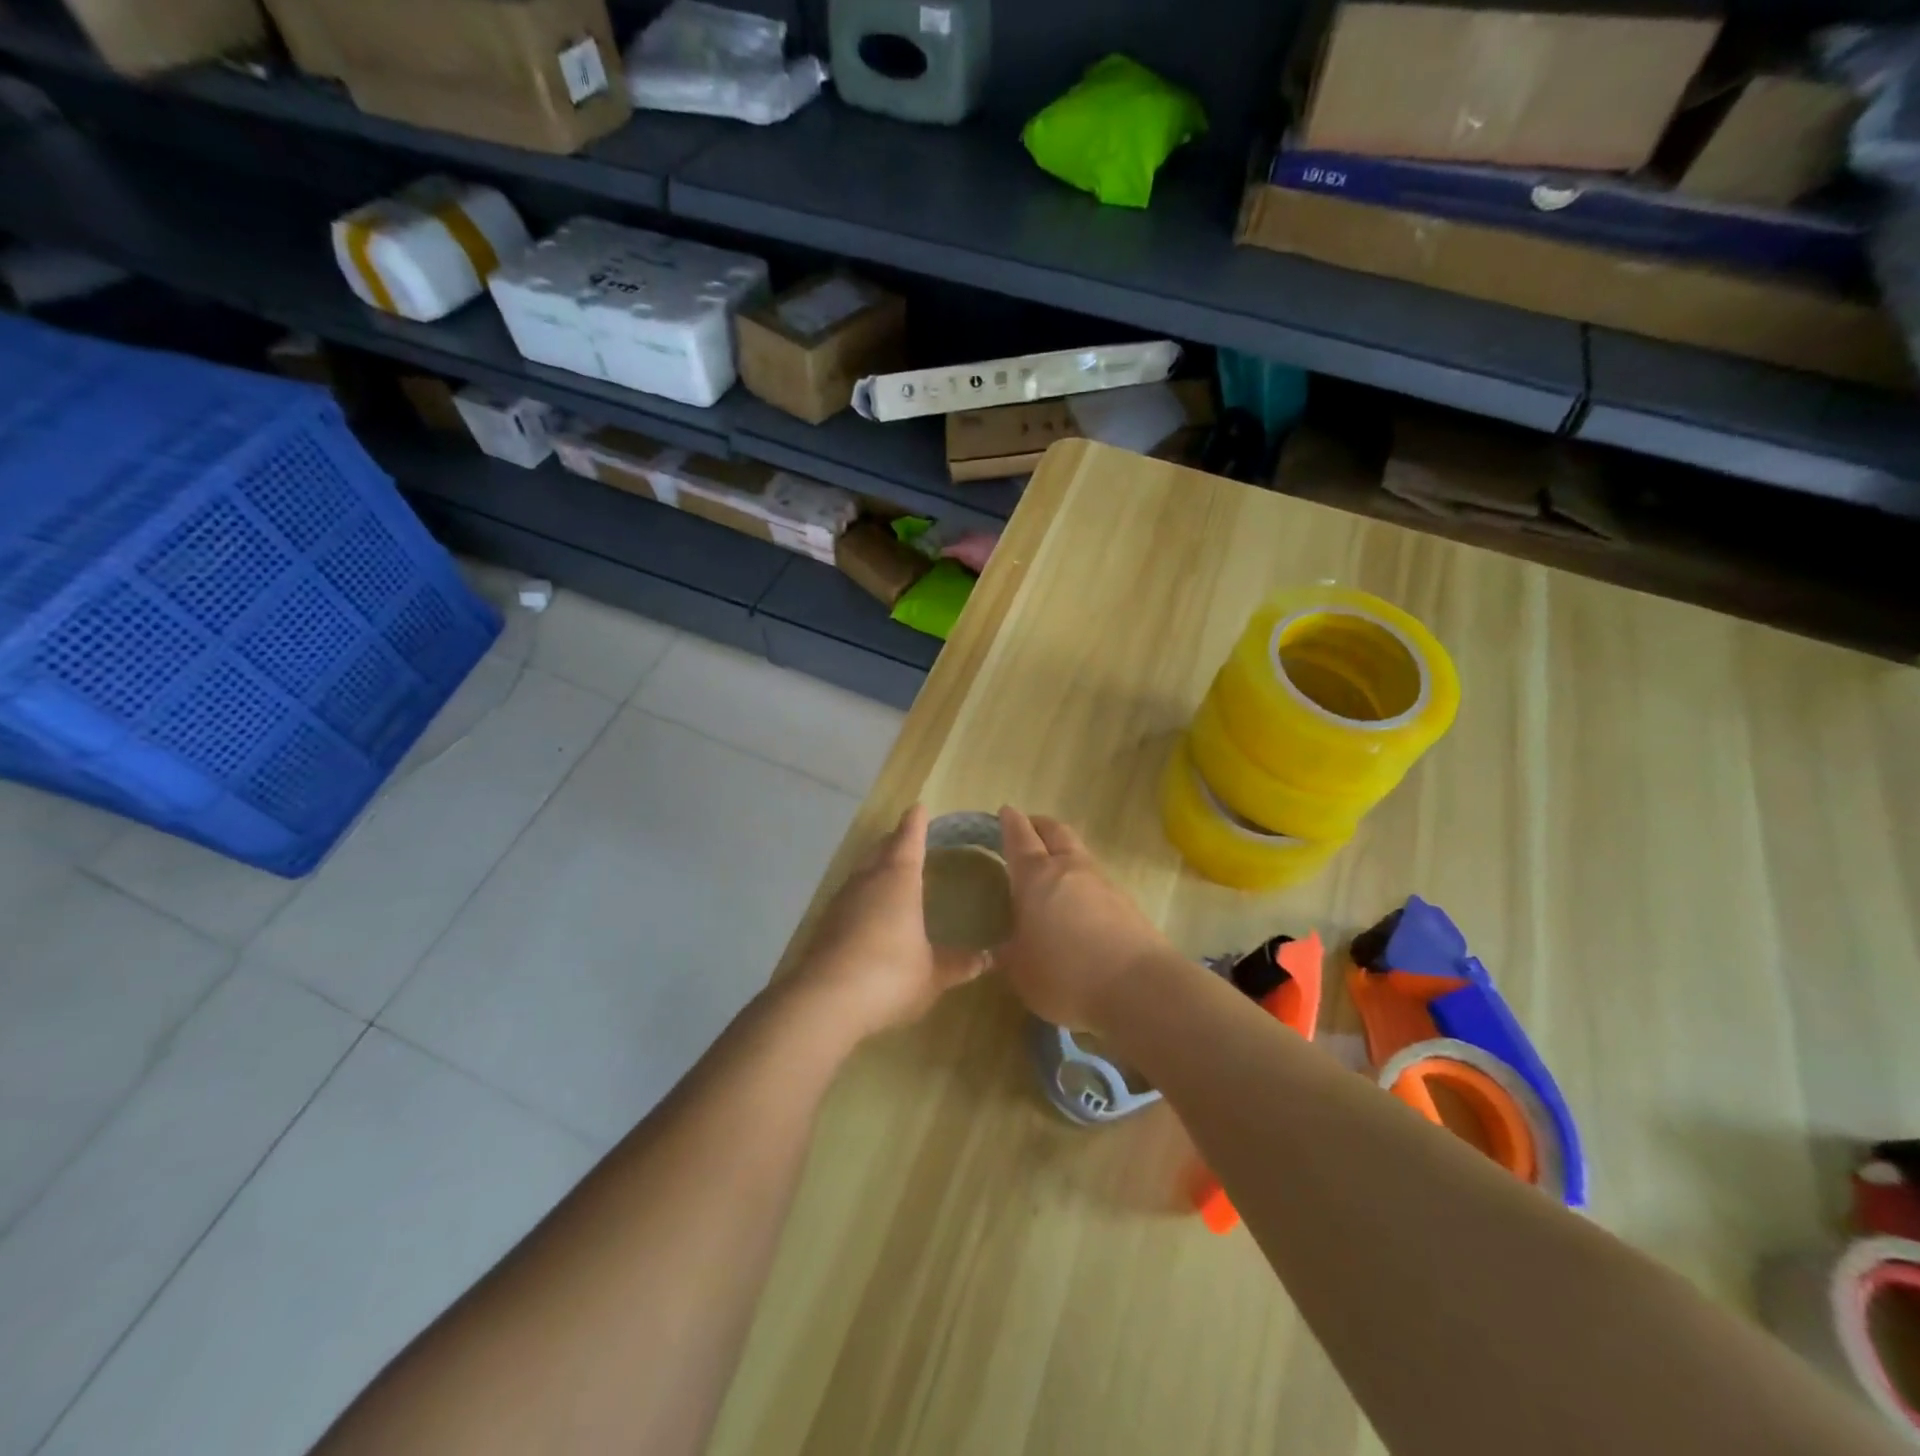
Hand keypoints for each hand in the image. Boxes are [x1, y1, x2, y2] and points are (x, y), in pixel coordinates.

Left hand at [792, 804, 988, 1040]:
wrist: (824, 1001)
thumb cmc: (889, 976)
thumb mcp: (933, 974)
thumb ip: (959, 964)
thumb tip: (988, 958)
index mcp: (899, 880)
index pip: (909, 840)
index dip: (915, 824)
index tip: (918, 808)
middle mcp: (868, 881)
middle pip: (881, 850)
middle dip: (895, 841)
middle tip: (907, 839)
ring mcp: (842, 901)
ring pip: (862, 872)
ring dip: (876, 867)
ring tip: (889, 872)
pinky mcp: (825, 924)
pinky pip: (849, 897)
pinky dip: (862, 895)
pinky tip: (868, 912)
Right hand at [995, 807, 1172, 1033]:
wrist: (1139, 988)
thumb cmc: (1066, 975)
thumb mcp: (1022, 973)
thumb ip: (1007, 956)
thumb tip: (994, 952)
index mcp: (1036, 877)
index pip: (1020, 837)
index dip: (1010, 822)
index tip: (1005, 812)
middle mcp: (1070, 869)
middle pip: (1055, 831)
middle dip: (1039, 825)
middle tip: (1027, 830)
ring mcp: (1103, 883)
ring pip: (1079, 853)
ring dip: (1063, 852)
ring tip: (1050, 870)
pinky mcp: (1126, 903)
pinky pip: (1096, 880)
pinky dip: (1082, 881)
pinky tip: (1077, 904)